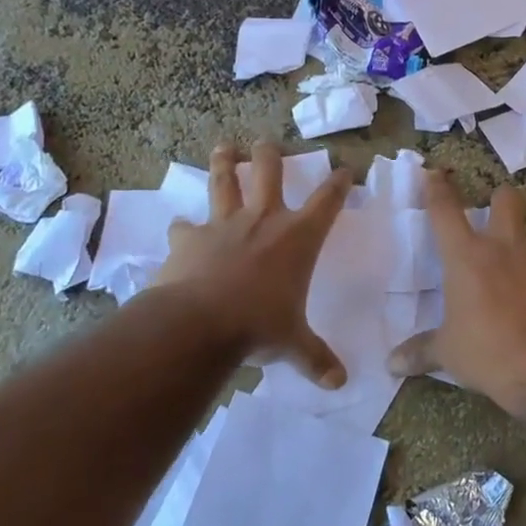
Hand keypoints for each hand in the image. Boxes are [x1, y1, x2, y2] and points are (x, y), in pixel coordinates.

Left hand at [153, 142, 351, 387]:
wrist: (200, 323)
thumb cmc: (259, 326)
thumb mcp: (293, 344)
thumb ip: (315, 358)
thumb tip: (341, 383)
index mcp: (298, 237)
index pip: (328, 200)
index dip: (339, 182)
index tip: (345, 169)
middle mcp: (263, 219)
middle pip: (270, 172)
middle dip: (270, 154)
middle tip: (267, 143)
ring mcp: (224, 223)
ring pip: (224, 181)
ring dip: (224, 162)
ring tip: (223, 148)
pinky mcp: (189, 237)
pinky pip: (184, 226)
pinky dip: (183, 227)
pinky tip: (179, 228)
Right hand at [387, 172, 525, 410]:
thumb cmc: (489, 353)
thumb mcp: (448, 354)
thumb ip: (420, 351)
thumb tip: (391, 364)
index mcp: (465, 256)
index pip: (445, 210)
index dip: (437, 188)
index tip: (434, 174)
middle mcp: (502, 244)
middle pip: (504, 197)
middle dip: (499, 200)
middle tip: (495, 215)